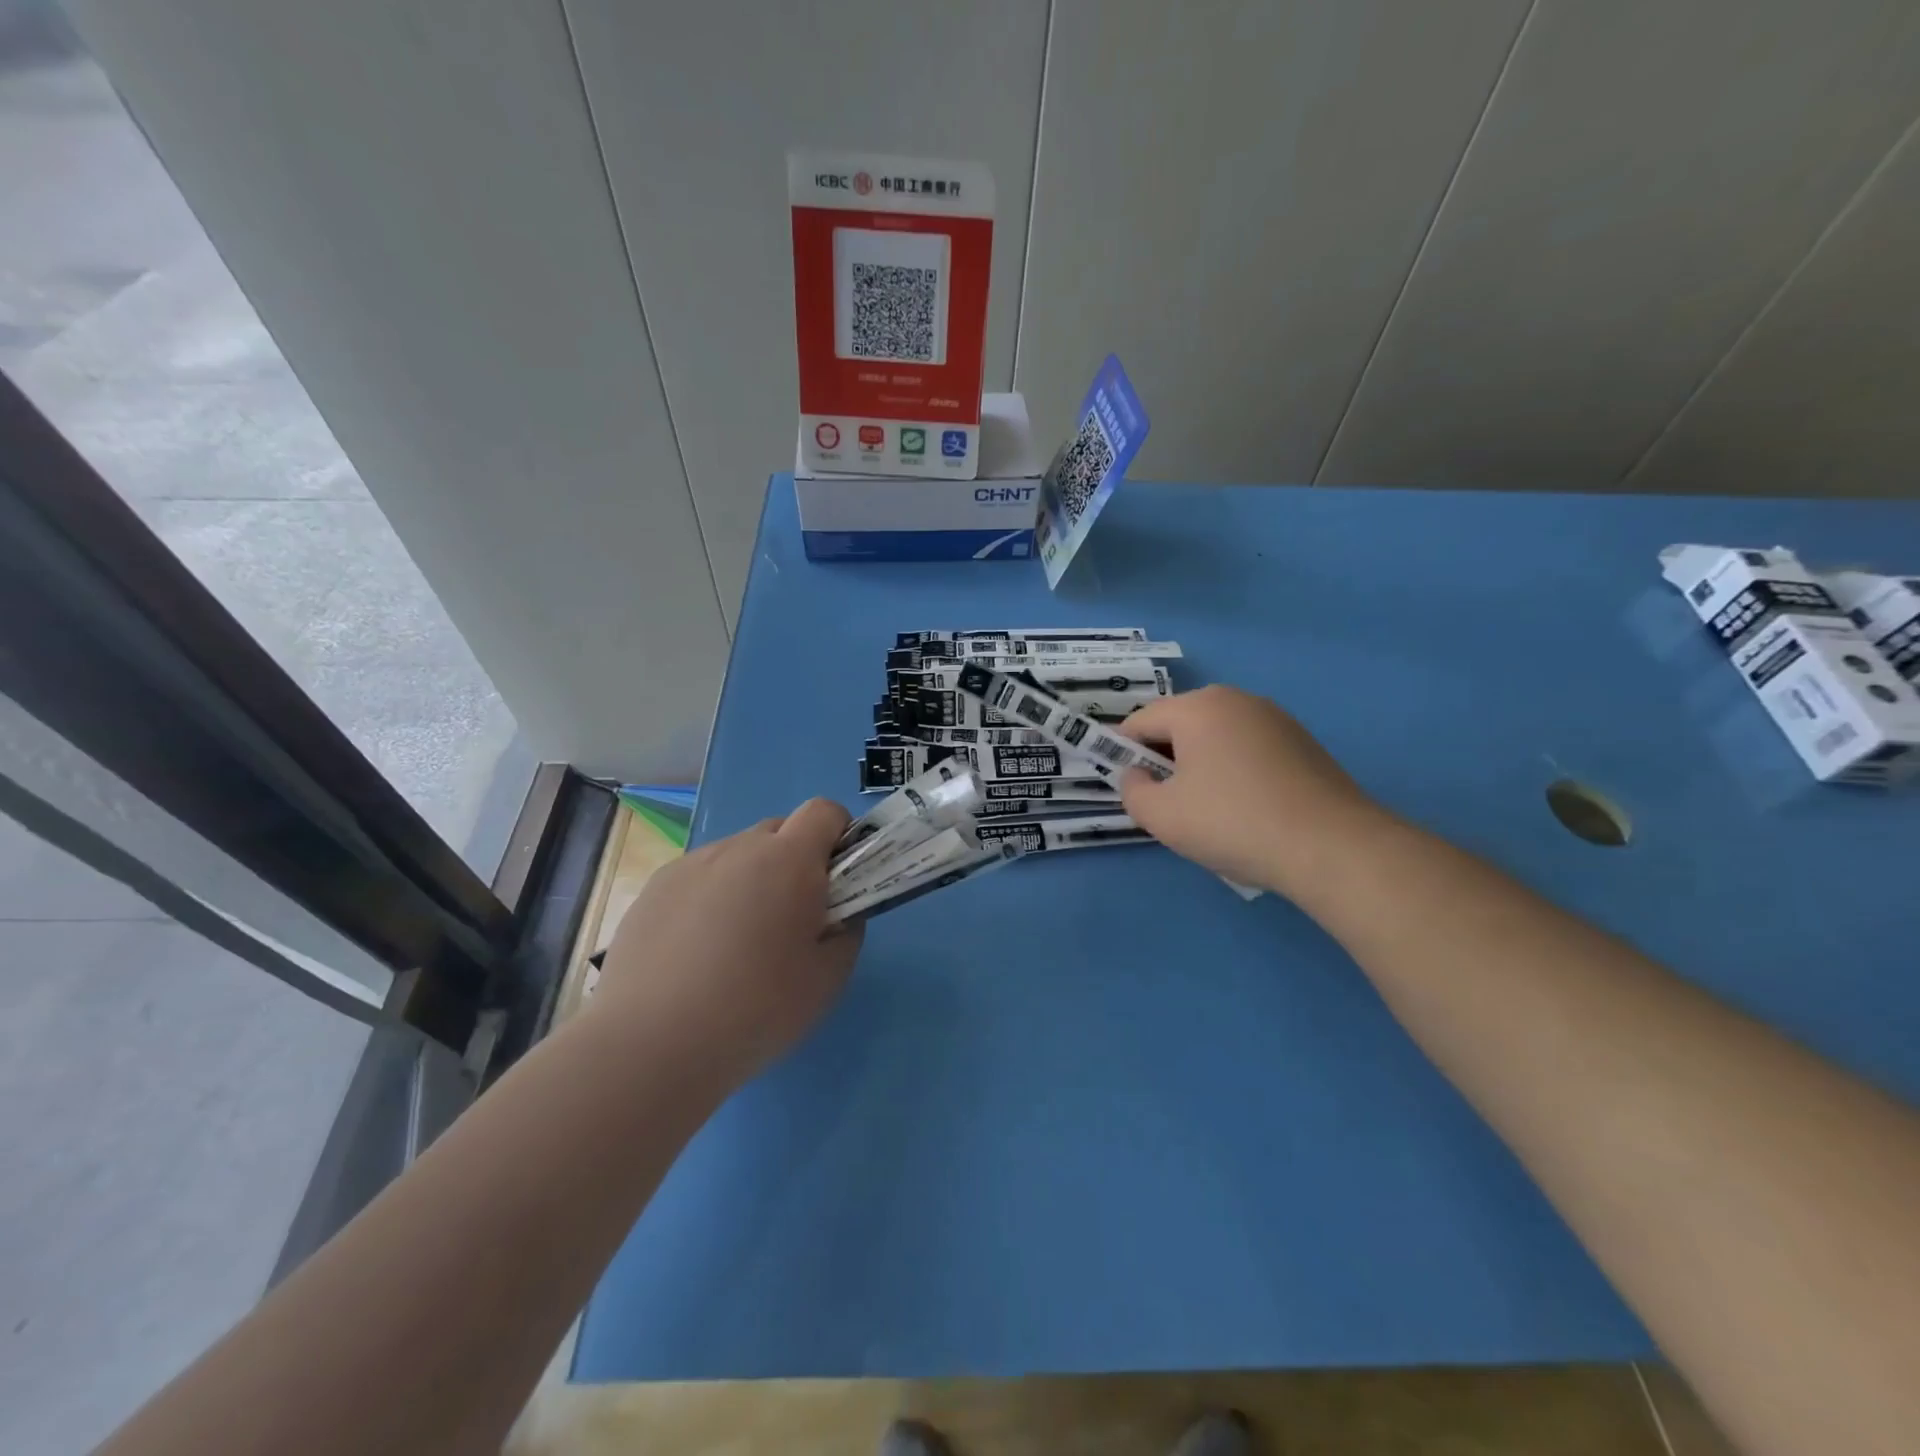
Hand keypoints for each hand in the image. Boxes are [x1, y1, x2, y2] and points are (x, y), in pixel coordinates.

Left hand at [594, 798, 863, 1092]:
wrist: (651, 1045)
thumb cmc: (757, 1008)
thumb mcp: (828, 978)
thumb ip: (846, 932)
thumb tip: (835, 915)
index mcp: (788, 860)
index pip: (824, 811)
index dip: (838, 836)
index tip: (837, 879)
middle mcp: (738, 848)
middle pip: (778, 831)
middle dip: (794, 862)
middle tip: (790, 920)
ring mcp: (690, 866)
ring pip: (736, 856)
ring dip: (750, 881)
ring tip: (736, 946)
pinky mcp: (653, 890)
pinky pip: (698, 879)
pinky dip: (709, 901)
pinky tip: (696, 955)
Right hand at [1118, 686, 1385, 895]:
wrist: (1332, 847)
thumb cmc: (1233, 823)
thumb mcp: (1161, 816)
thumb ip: (1132, 791)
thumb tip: (1137, 775)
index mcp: (1198, 707)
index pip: (1140, 721)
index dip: (1122, 753)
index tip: (1127, 788)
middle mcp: (1236, 700)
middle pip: (1179, 725)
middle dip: (1163, 759)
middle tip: (1167, 803)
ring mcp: (1275, 719)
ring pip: (1215, 738)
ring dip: (1199, 766)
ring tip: (1209, 812)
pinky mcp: (1303, 742)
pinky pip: (1248, 749)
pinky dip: (1234, 772)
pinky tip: (1246, 810)